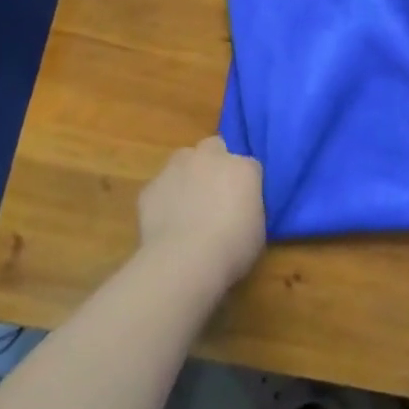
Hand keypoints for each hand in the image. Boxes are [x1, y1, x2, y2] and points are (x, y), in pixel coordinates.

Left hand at [137, 136, 265, 290]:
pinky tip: (166, 221)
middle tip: (214, 191)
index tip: (243, 201)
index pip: (249, 165)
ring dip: (187, 174)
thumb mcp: (257, 228)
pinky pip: (161, 187)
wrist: (184, 261)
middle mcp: (210, 158)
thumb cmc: (231, 248)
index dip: (245, 182)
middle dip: (214, 162)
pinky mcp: (151, 186)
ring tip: (187, 203)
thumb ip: (249, 207)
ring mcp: (177, 168)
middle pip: (214, 147)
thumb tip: (240, 209)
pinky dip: (164, 198)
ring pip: (183, 159)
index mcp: (243, 168)